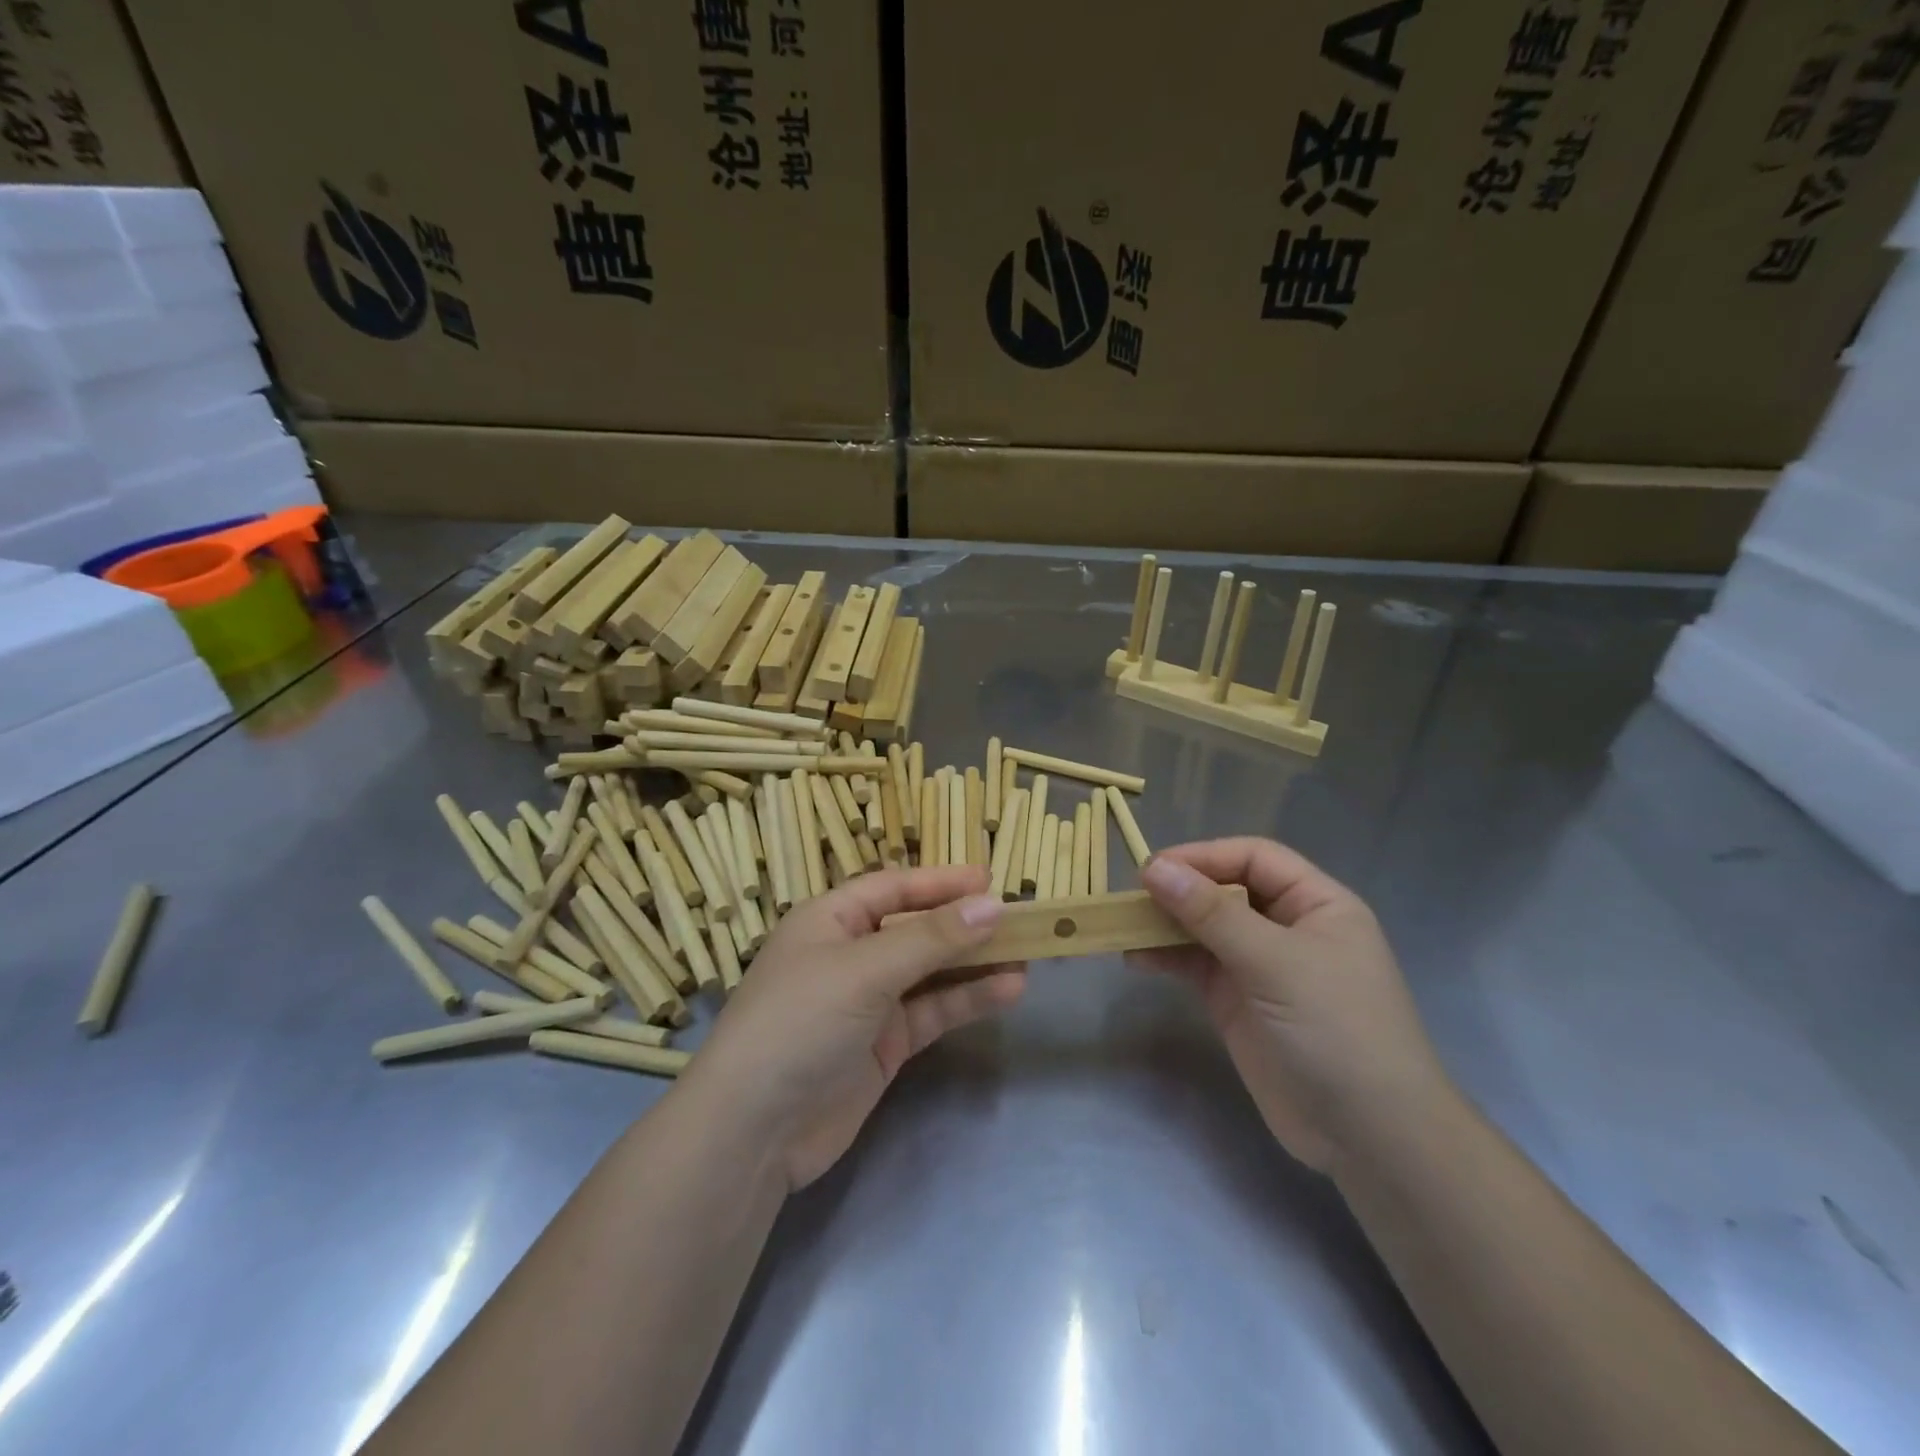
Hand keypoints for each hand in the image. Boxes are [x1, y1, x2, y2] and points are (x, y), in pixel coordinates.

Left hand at [682, 866, 1025, 1190]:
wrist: (754, 1131)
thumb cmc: (800, 1022)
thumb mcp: (865, 970)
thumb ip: (931, 938)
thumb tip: (992, 905)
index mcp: (830, 920)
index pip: (893, 888)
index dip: (940, 882)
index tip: (990, 880)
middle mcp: (849, 955)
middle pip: (916, 929)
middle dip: (963, 924)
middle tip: (1020, 918)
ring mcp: (867, 1002)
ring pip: (930, 972)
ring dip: (974, 963)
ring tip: (1027, 954)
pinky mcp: (884, 1045)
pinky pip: (932, 1011)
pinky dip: (967, 1001)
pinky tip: (1008, 991)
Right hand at [1138, 839, 1450, 1173]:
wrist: (1369, 1138)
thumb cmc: (1336, 1030)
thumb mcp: (1275, 962)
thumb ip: (1212, 914)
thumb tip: (1154, 868)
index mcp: (1316, 904)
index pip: (1254, 858)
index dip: (1205, 856)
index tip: (1153, 868)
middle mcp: (1287, 927)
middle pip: (1225, 890)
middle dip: (1180, 890)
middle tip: (1131, 897)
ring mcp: (1261, 966)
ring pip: (1204, 928)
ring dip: (1166, 924)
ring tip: (1125, 927)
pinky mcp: (1238, 1002)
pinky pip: (1196, 966)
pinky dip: (1166, 958)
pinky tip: (1136, 959)